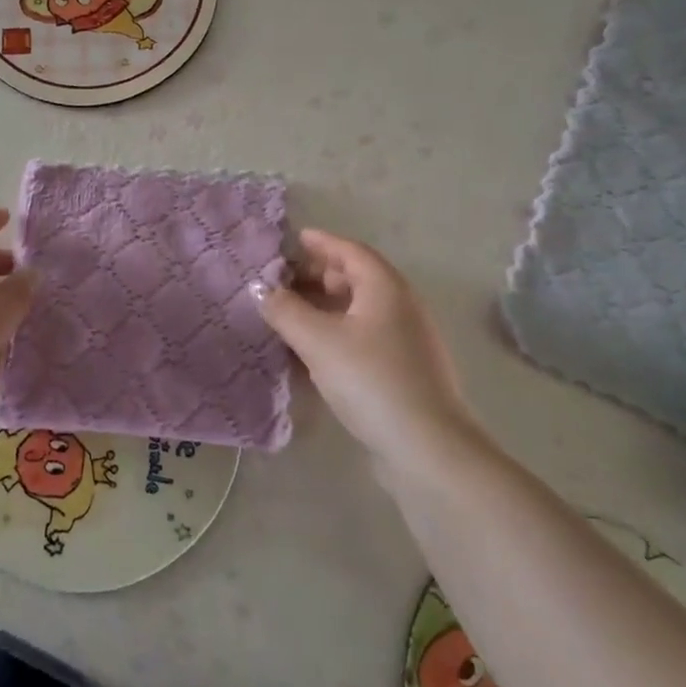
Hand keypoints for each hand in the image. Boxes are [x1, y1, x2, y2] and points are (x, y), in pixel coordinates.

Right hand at [252, 228, 484, 470]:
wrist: (426, 447)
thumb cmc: (371, 380)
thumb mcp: (318, 341)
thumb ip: (285, 310)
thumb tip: (259, 288)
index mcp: (385, 288)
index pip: (351, 251)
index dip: (322, 242)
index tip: (295, 239)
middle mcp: (401, 307)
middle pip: (357, 278)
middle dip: (320, 275)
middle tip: (285, 280)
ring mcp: (406, 340)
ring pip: (360, 310)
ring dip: (326, 306)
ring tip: (292, 315)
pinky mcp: (404, 371)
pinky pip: (365, 337)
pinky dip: (337, 333)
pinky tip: (314, 352)